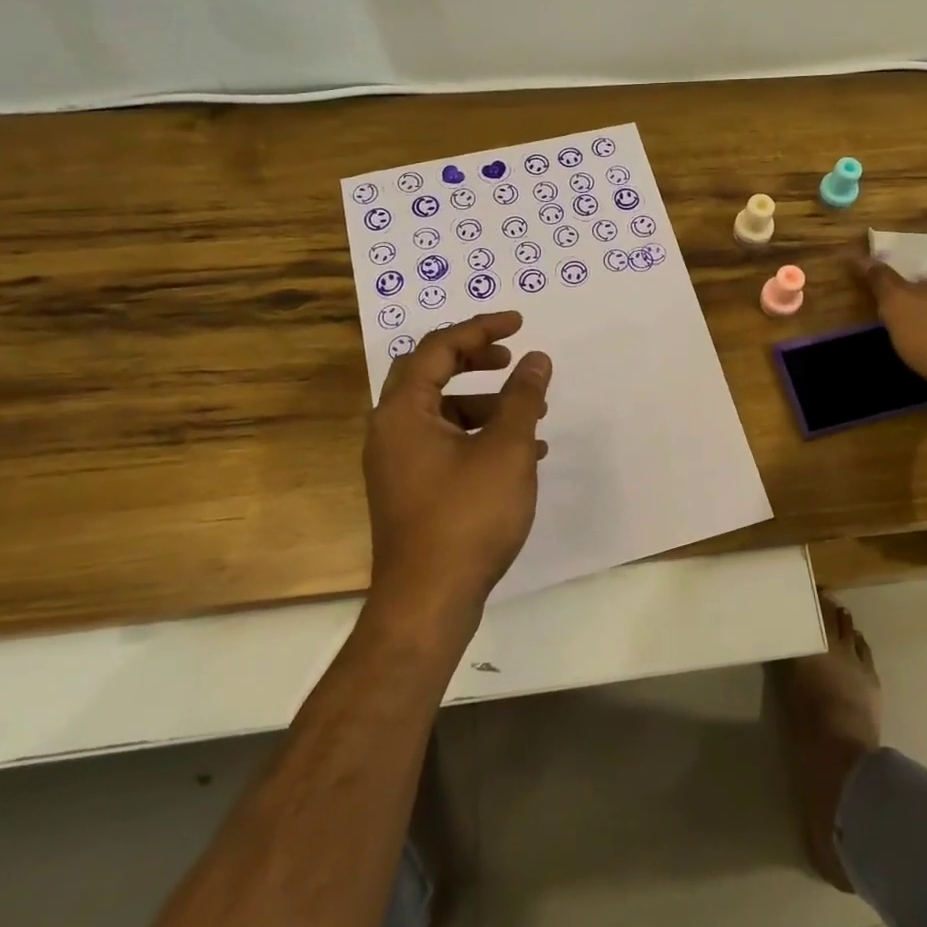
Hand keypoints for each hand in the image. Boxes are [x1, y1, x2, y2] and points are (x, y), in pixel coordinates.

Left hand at [363, 312, 552, 626]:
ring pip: (442, 413)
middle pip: (430, 375)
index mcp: (403, 412)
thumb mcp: (505, 449)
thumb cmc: (467, 517)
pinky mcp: (411, 491)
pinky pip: (445, 445)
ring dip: (484, 403)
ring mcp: (398, 464)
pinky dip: (479, 436)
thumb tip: (536, 359)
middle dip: (475, 360)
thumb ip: (522, 398)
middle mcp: (391, 431)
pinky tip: (521, 454)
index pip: (437, 349)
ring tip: (530, 413)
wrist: (428, 602)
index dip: (480, 329)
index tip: (519, 324)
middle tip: (511, 357)